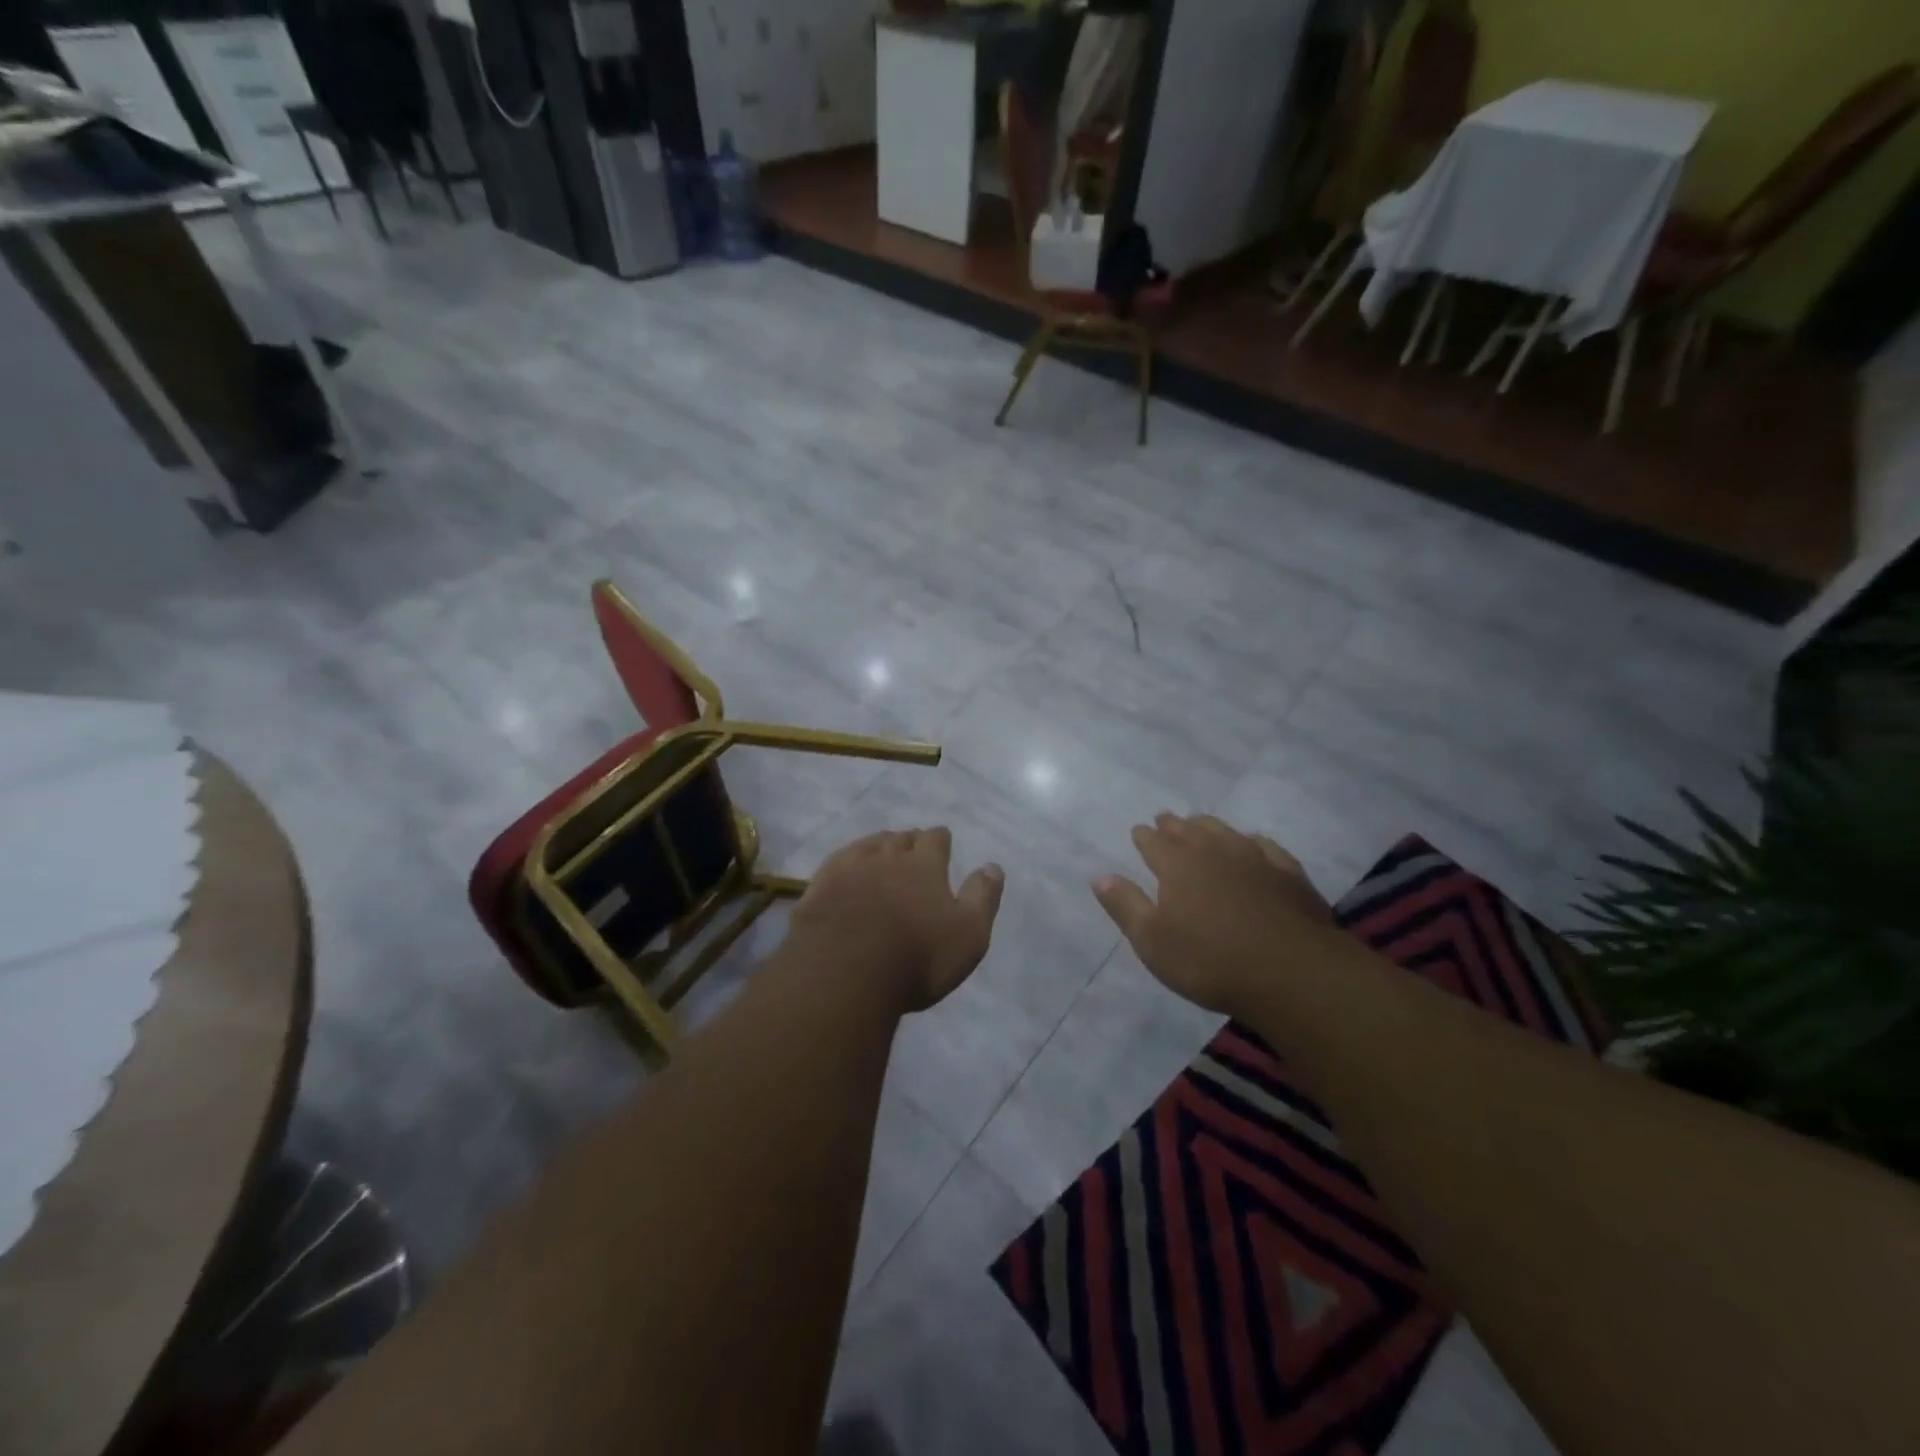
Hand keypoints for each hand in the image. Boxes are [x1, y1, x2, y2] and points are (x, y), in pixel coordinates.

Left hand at [791, 828, 1004, 1012]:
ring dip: (878, 847)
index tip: (942, 841)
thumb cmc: (917, 956)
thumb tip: (993, 866)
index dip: (940, 840)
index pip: (935, 839)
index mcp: (925, 865)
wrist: (844, 970)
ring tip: (881, 854)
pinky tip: (846, 869)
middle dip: (908, 841)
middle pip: (900, 838)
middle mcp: (887, 856)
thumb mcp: (968, 934)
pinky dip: (847, 862)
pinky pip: (838, 862)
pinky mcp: (820, 885)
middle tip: (912, 849)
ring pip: (868, 845)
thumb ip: (982, 897)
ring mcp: (849, 868)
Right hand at [1093, 813, 1332, 1015]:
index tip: (1138, 831)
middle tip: (1165, 818)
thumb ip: (1126, 906)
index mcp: (1177, 865)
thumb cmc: (1209, 961)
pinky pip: (1266, 847)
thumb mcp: (1153, 941)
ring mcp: (1255, 859)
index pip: (1154, 843)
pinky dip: (1253, 842)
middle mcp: (1214, 851)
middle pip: (1189, 831)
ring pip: (1225, 832)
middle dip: (1173, 825)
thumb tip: (1100, 876)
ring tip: (1200, 823)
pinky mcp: (1289, 874)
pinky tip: (1253, 844)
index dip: (1144, 836)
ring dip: (1209, 826)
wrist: (1292, 974)